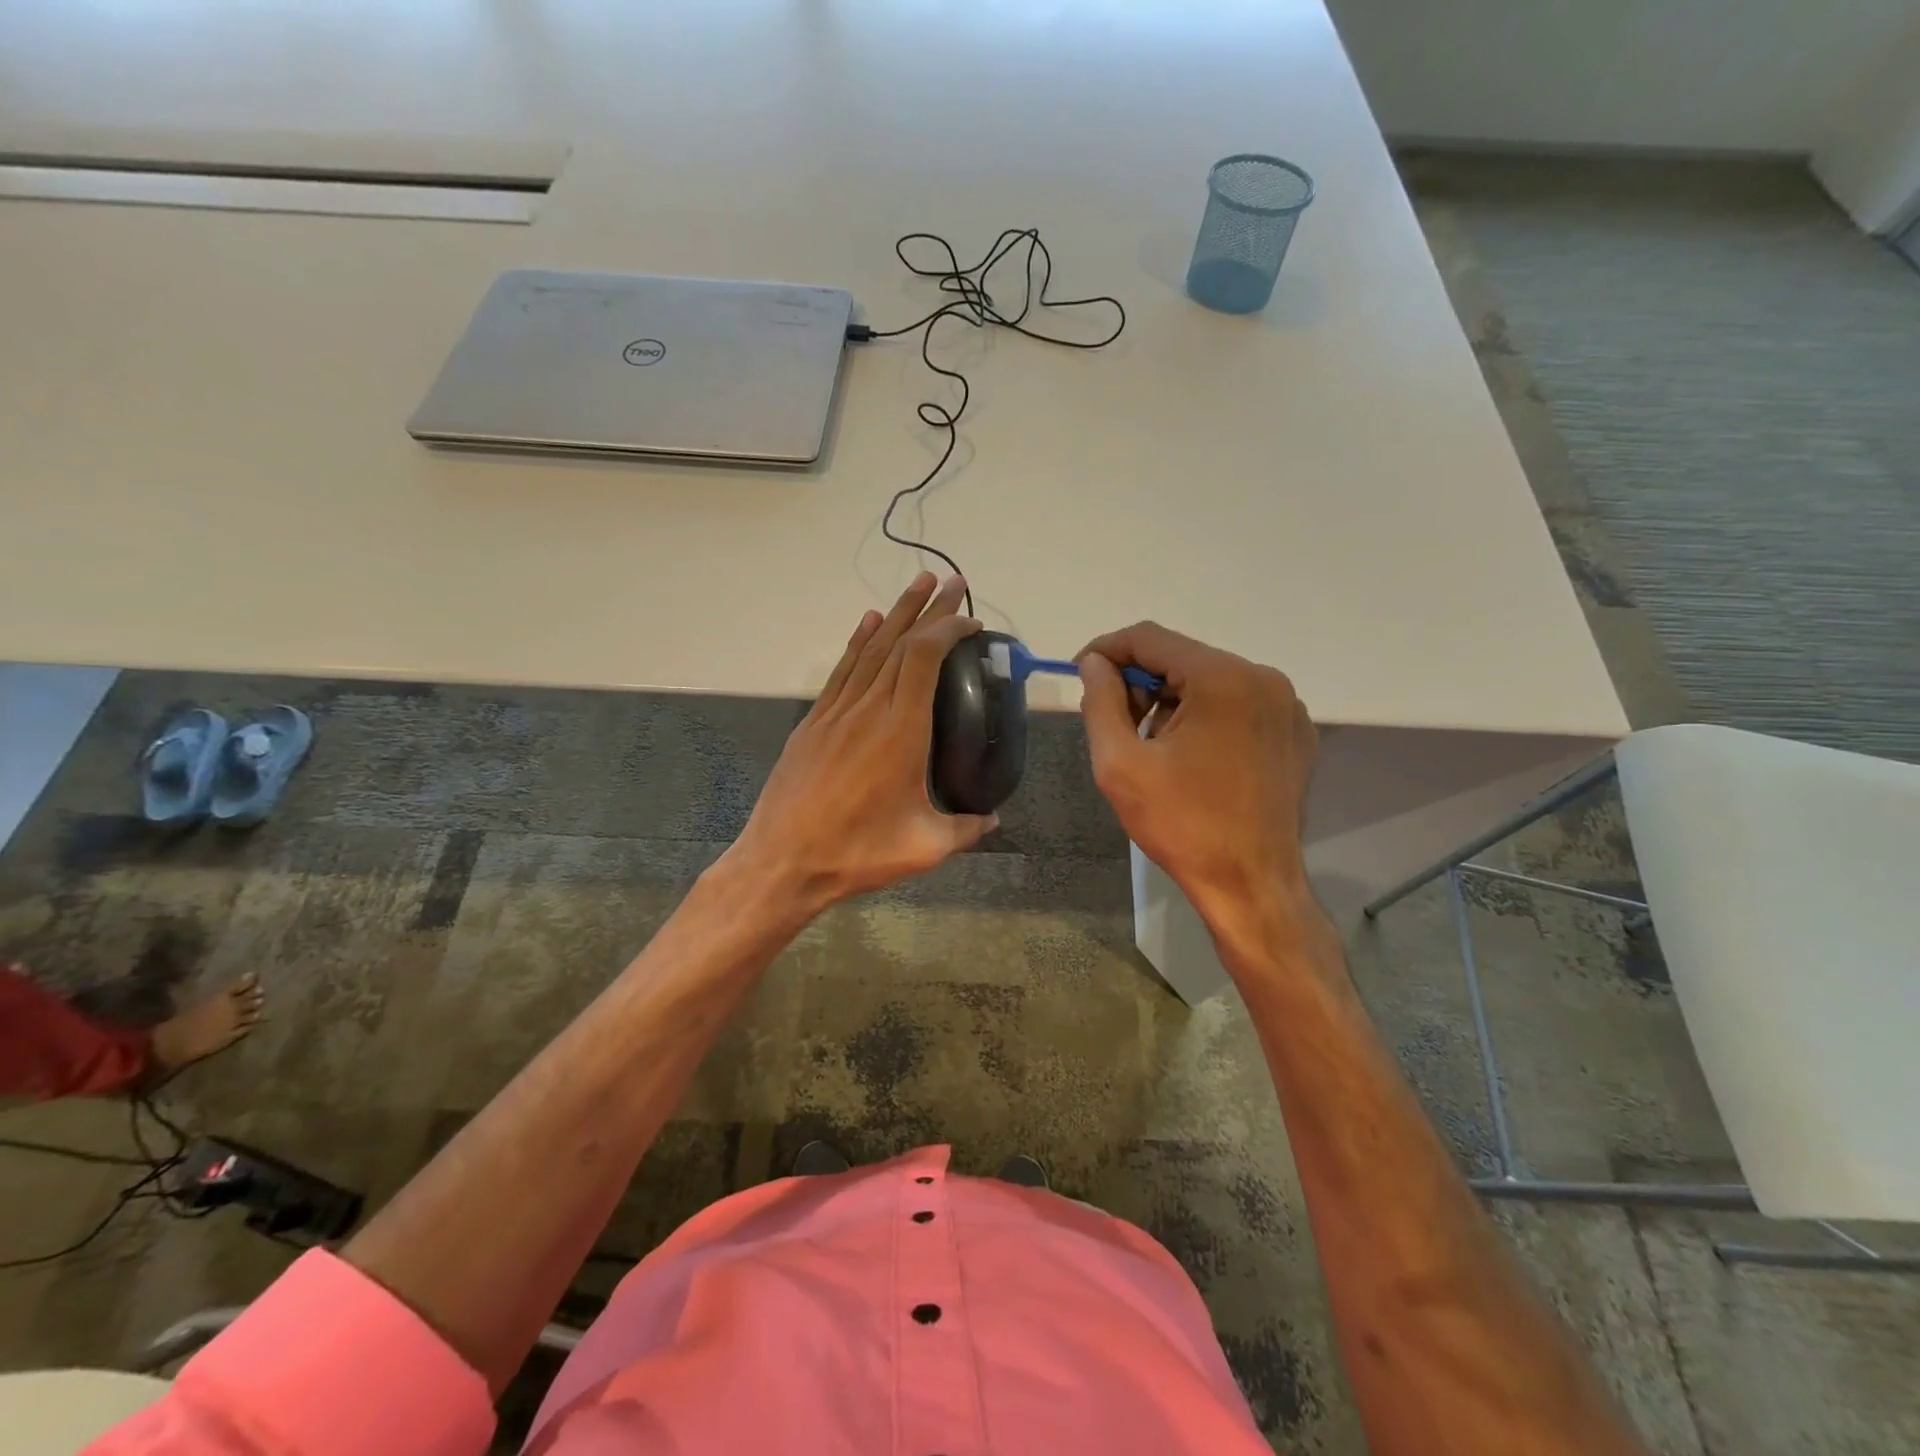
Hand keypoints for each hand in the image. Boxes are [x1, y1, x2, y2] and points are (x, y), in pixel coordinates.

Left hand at [731, 572, 998, 915]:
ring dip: (896, 615)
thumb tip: (993, 820)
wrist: (782, 862)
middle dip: (929, 609)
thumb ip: (965, 830)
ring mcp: (836, 712)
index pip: (924, 659)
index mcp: (901, 731)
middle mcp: (868, 709)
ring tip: (917, 585)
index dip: (948, 630)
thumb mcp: (925, 847)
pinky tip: (867, 623)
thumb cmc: (857, 853)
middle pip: (900, 644)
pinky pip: (841, 671)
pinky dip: (857, 642)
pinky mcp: (814, 723)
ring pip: (869, 649)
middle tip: (952, 582)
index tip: (971, 621)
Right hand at [1078, 622, 1318, 942]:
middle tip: (1115, 724)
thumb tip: (1095, 663)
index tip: (1081, 675)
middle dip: (1140, 683)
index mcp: (1222, 679)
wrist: (1252, 885)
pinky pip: (1239, 705)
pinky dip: (1206, 717)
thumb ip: (1101, 702)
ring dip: (1172, 702)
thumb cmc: (1182, 825)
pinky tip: (1193, 759)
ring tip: (1154, 748)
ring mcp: (1287, 706)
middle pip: (1182, 658)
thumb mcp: (1120, 764)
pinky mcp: (1296, 733)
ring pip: (1210, 681)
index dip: (1107, 651)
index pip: (1150, 638)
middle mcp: (1262, 678)